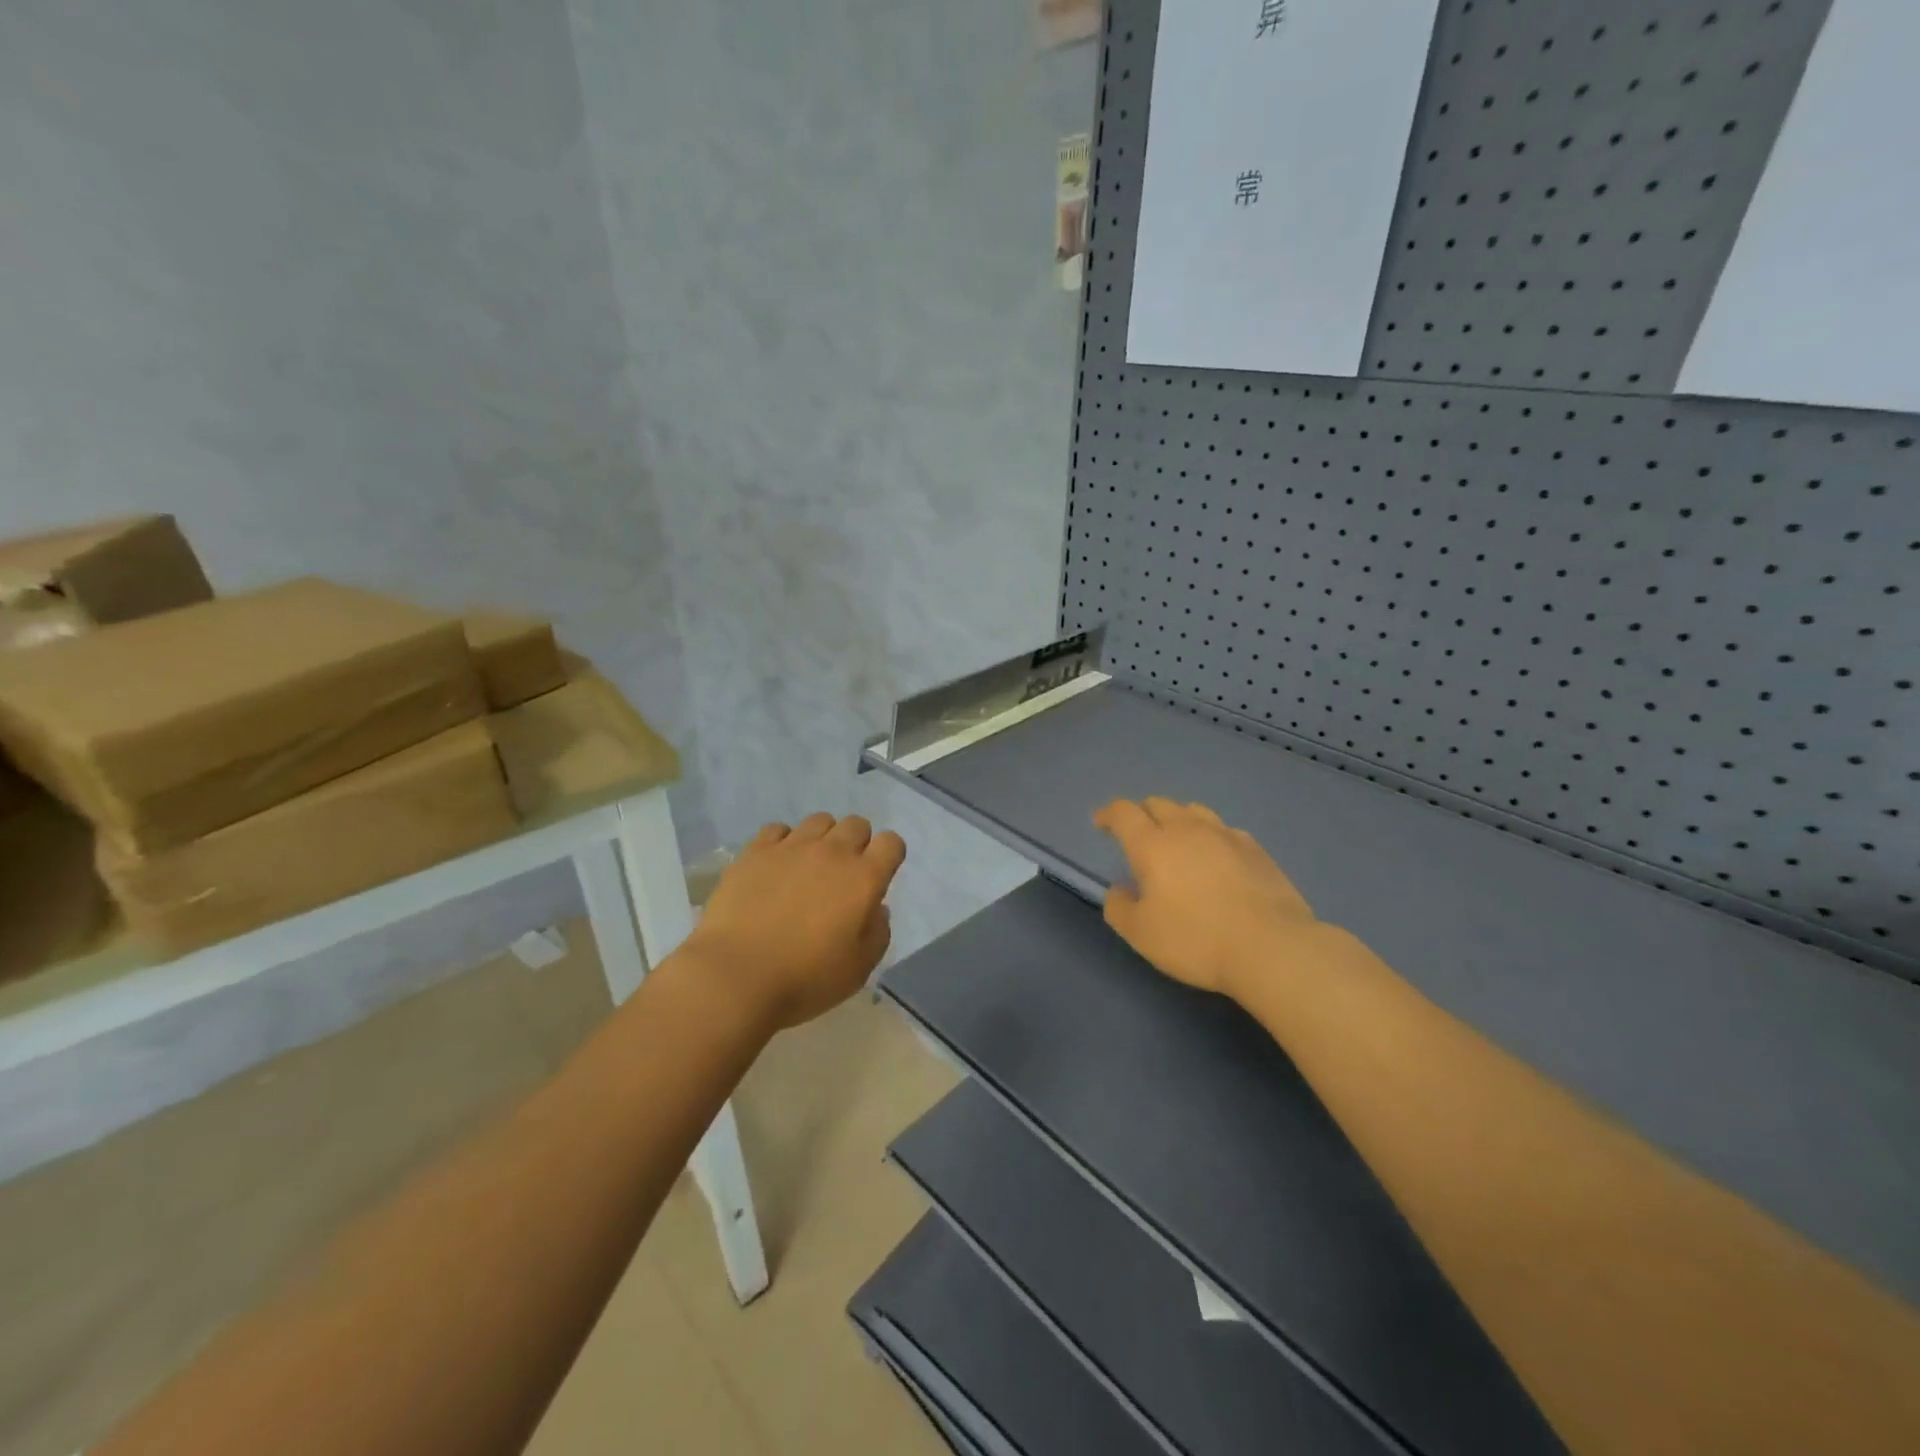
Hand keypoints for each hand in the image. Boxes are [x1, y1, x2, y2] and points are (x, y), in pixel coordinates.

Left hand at [684, 812, 906, 1031]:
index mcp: (863, 878)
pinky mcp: (756, 851)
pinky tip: (776, 865)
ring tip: (809, 866)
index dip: (889, 856)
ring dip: (822, 838)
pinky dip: (783, 842)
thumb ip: (877, 933)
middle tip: (843, 874)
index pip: (891, 843)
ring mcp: (791, 847)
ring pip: (819, 821)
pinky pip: (778, 829)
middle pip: (856, 824)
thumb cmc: (805, 979)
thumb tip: (876, 908)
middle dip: (857, 843)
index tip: (878, 877)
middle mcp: (832, 852)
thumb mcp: (859, 969)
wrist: (736, 976)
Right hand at [1093, 797, 1319, 998]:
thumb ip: (1119, 907)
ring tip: (1177, 841)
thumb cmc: (1195, 940)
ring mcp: (1226, 835)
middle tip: (1137, 835)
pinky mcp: (1256, 849)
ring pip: (1194, 811)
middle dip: (1142, 814)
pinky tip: (1216, 857)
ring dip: (1178, 820)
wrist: (1271, 948)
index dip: (1108, 814)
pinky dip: (1210, 836)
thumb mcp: (1140, 934)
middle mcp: (1187, 829)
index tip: (1101, 823)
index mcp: (1152, 844)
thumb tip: (1119, 890)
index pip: (1123, 812)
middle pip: (1159, 804)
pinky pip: (1224, 830)